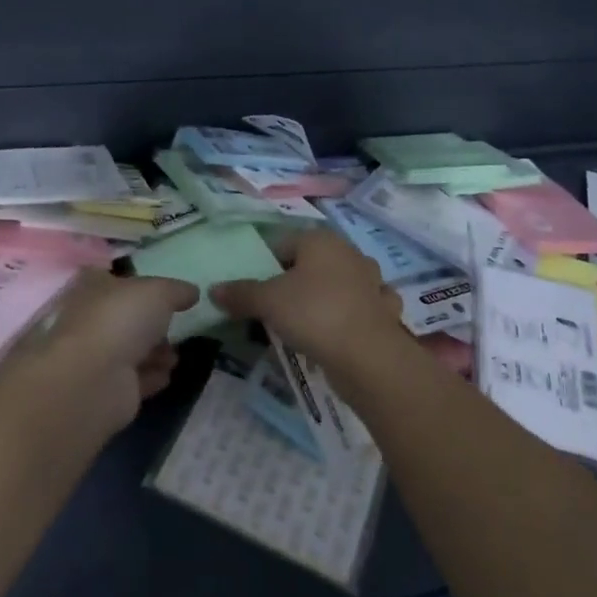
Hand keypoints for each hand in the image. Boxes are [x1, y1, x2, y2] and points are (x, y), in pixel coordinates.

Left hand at [22, 270, 194, 428]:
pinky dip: (151, 376)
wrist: (93, 379)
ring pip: (131, 350)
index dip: (139, 285)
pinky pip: (134, 379)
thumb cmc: (121, 319)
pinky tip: (167, 375)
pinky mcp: (106, 390)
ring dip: (156, 352)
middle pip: (126, 318)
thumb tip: (192, 292)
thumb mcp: (158, 292)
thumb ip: (177, 290)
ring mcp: (96, 356)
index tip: (165, 294)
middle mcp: (91, 319)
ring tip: (175, 356)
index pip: (115, 280)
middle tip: (176, 326)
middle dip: (152, 324)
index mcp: (94, 288)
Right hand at [210, 228, 411, 374]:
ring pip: (339, 284)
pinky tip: (338, 333)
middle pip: (312, 263)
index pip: (283, 243)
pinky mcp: (383, 310)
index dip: (265, 265)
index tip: (255, 291)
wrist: (368, 355)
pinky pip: (359, 308)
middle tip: (276, 310)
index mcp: (321, 240)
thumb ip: (241, 293)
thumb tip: (213, 290)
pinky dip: (349, 317)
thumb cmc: (314, 313)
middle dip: (295, 282)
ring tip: (306, 324)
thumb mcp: (268, 302)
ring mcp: (372, 281)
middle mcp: (349, 253)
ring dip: (326, 298)